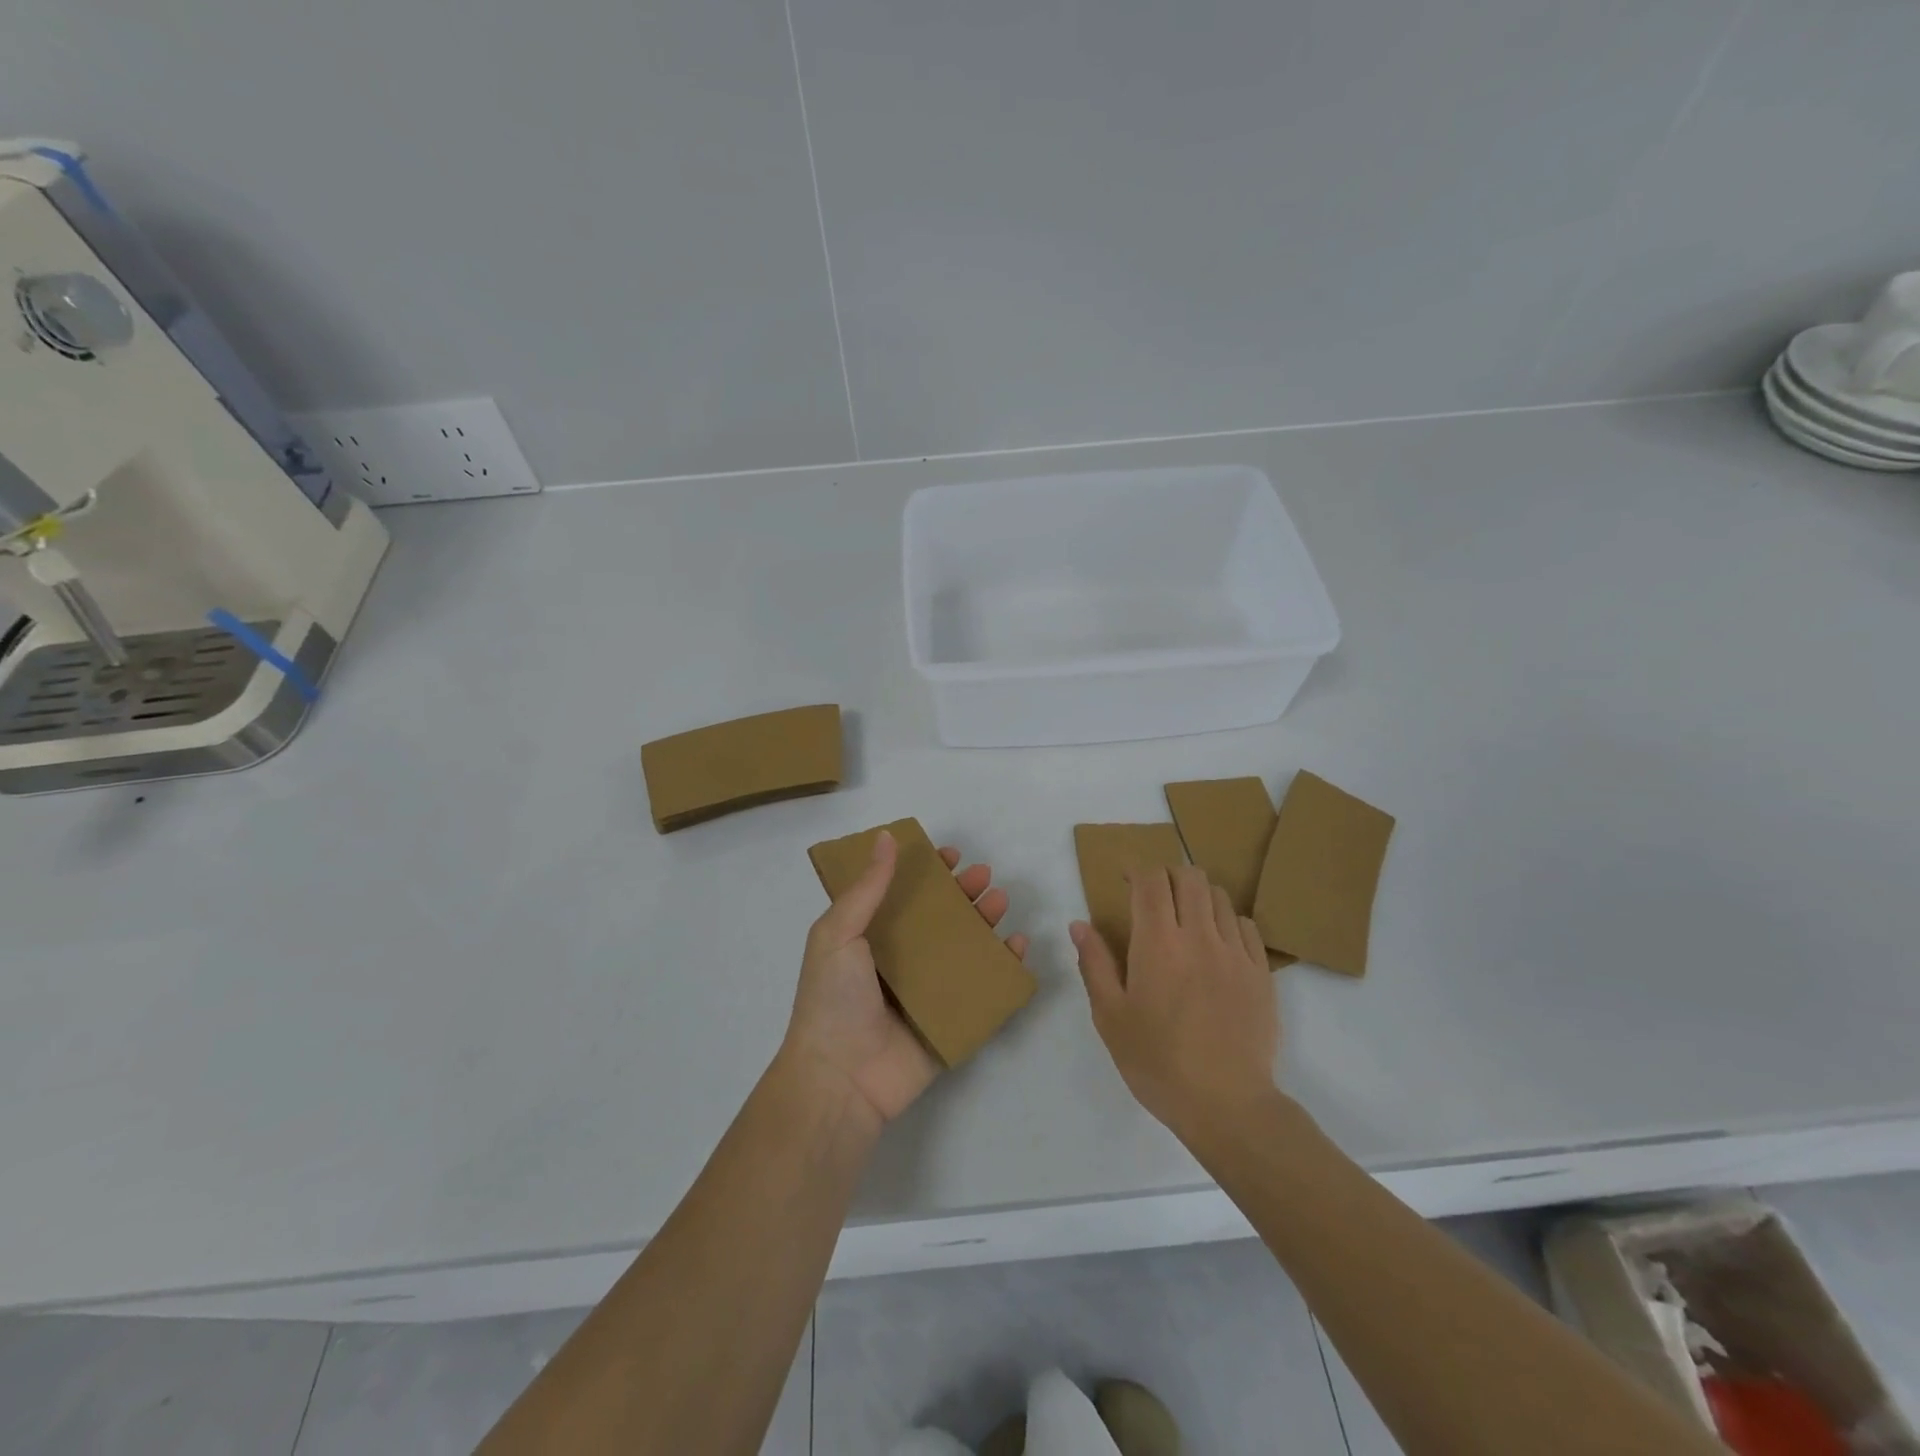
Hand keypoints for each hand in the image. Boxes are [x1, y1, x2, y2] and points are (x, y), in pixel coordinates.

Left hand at [784, 831, 1029, 1128]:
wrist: (840, 1080)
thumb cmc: (833, 1000)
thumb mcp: (838, 933)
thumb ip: (867, 888)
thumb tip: (885, 837)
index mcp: (871, 939)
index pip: (904, 896)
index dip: (927, 874)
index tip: (949, 856)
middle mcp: (901, 961)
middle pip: (941, 919)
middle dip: (964, 894)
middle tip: (984, 875)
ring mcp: (928, 992)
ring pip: (965, 949)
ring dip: (985, 922)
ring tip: (1001, 901)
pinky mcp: (951, 1021)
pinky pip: (984, 989)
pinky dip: (1004, 968)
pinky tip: (1018, 947)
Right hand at [1071, 865, 1279, 1140]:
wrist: (1226, 1104)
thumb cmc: (1157, 1061)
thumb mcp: (1110, 1016)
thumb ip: (1094, 964)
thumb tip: (1079, 925)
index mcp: (1158, 943)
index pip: (1151, 881)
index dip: (1136, 871)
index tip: (1125, 879)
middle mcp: (1199, 935)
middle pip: (1189, 877)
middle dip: (1167, 874)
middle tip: (1153, 895)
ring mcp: (1236, 952)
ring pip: (1219, 897)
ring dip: (1197, 895)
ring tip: (1185, 918)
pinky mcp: (1261, 972)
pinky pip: (1246, 926)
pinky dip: (1227, 921)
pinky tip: (1216, 943)